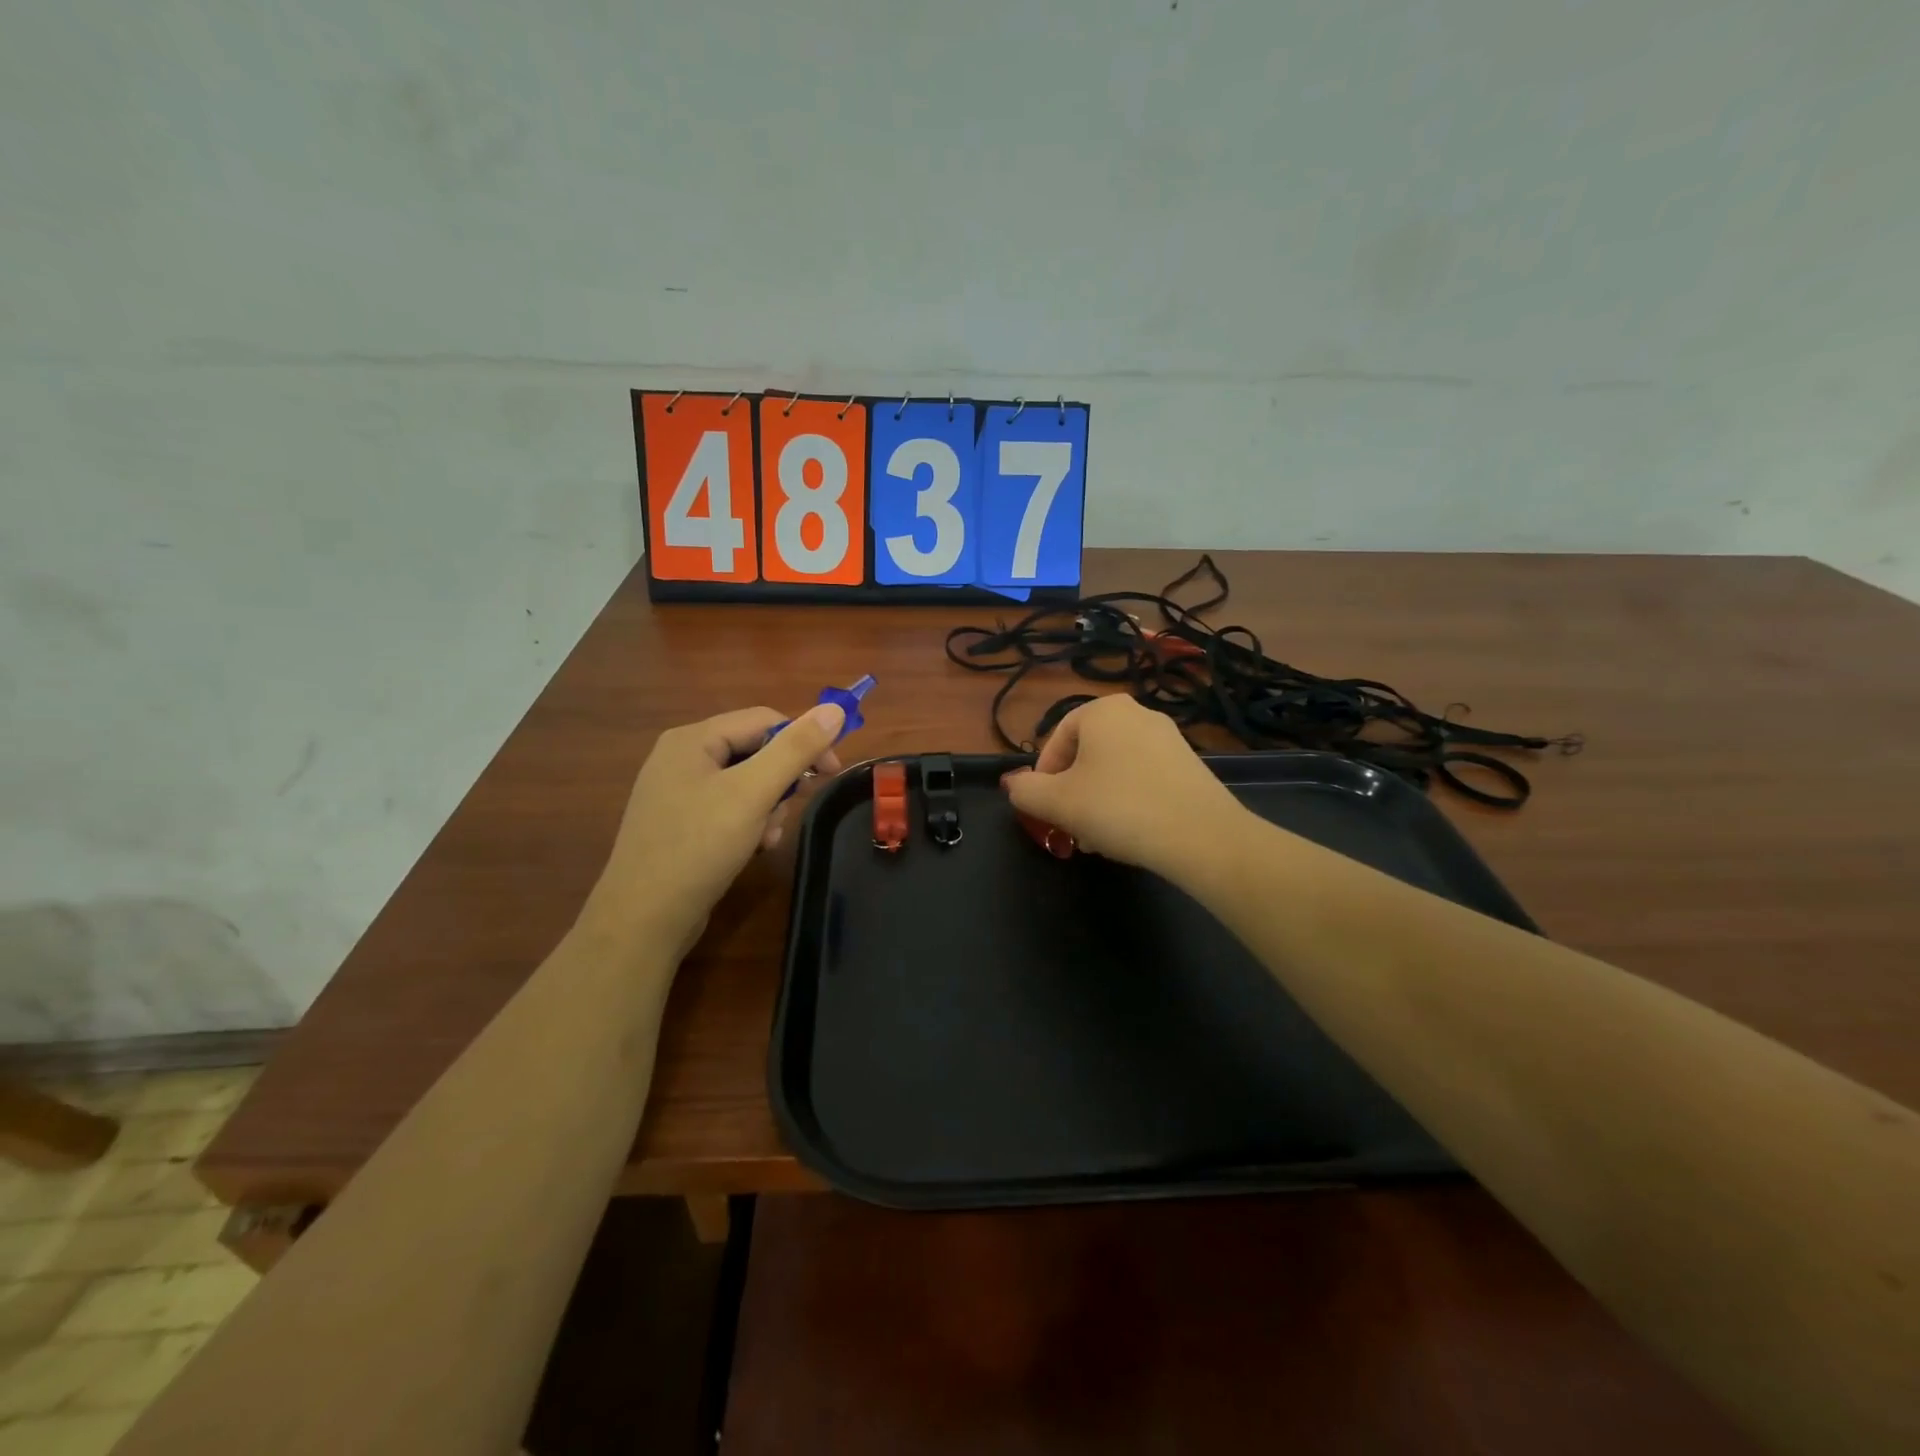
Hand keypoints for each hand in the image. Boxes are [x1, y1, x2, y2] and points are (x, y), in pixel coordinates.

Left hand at [581, 704, 844, 955]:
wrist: (643, 920)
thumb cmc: (698, 847)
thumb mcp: (754, 793)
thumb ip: (796, 749)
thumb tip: (835, 709)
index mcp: (693, 740)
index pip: (764, 720)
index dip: (804, 741)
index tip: (832, 773)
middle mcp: (681, 758)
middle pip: (754, 751)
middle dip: (781, 781)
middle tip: (792, 809)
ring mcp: (676, 793)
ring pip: (744, 783)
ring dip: (768, 807)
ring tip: (767, 837)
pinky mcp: (679, 824)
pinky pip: (727, 808)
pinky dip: (749, 824)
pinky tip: (754, 848)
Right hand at [1003, 695, 1243, 878]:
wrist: (1200, 835)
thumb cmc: (1118, 808)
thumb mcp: (1057, 802)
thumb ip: (1025, 791)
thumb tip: (1012, 783)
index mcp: (1103, 710)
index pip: (1057, 738)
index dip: (1043, 776)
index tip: (1044, 809)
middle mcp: (1137, 713)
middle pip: (1087, 754)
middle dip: (1072, 792)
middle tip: (1069, 826)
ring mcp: (1169, 738)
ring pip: (1115, 769)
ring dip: (1098, 800)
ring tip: (1097, 838)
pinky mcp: (1190, 765)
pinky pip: (1144, 778)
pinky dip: (1129, 801)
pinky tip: (1130, 834)